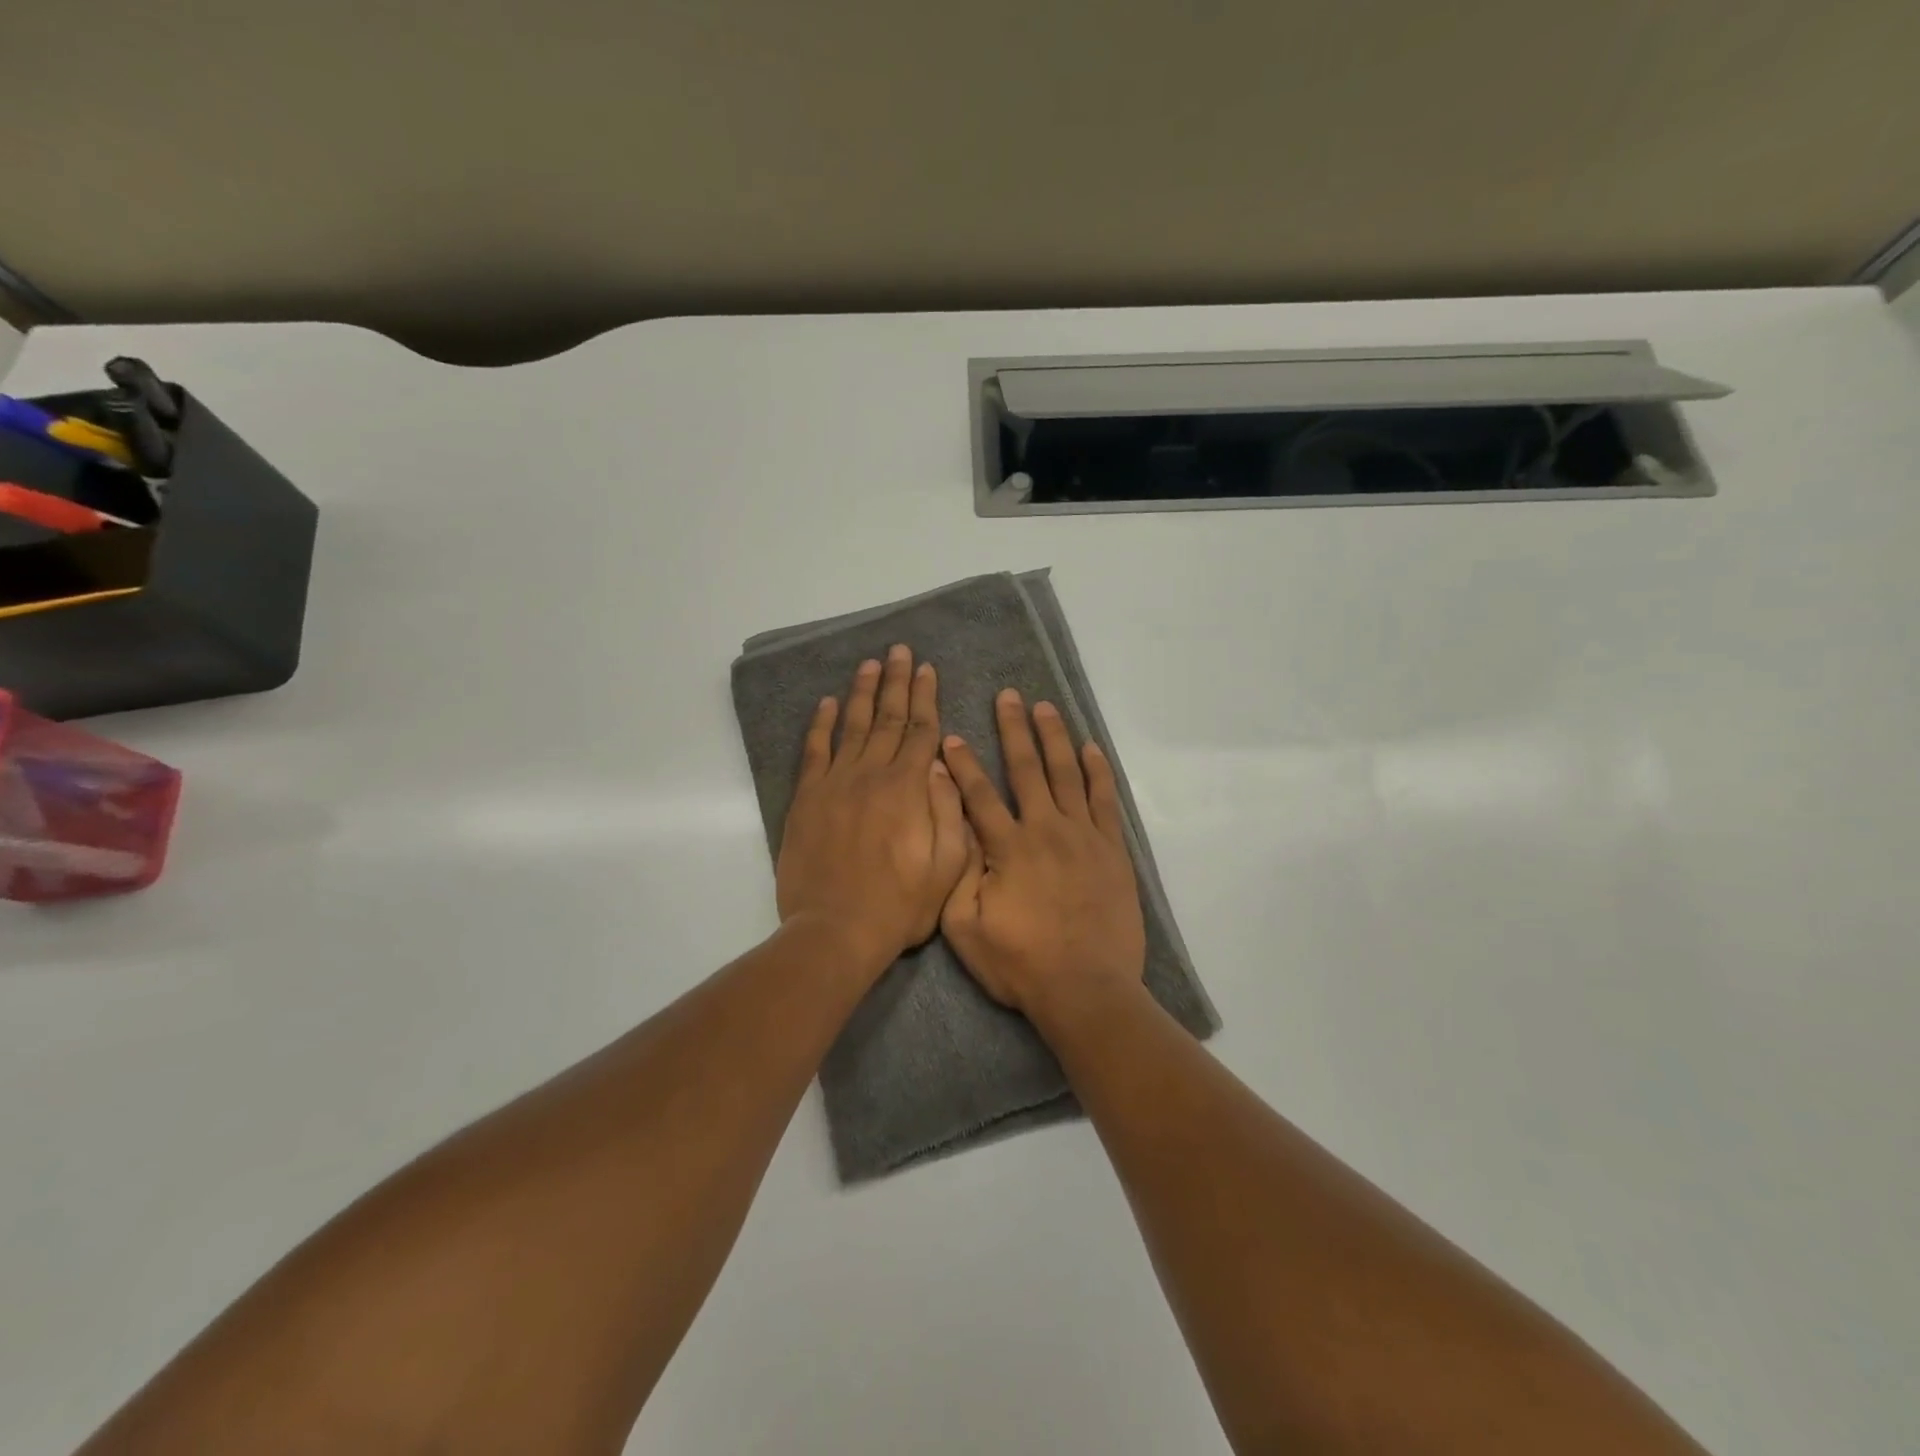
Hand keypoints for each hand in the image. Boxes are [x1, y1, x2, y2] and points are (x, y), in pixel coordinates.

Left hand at [776, 645, 968, 975]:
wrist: (835, 931)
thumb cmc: (899, 905)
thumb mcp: (948, 867)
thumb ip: (950, 811)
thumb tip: (944, 765)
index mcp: (909, 789)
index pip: (922, 731)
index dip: (927, 697)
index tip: (929, 669)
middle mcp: (872, 775)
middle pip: (889, 718)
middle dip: (898, 682)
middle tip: (900, 650)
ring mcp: (835, 784)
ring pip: (853, 726)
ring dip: (863, 692)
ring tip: (871, 664)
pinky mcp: (807, 799)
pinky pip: (815, 751)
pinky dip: (821, 725)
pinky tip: (827, 704)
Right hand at [938, 689, 1146, 1018]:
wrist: (1086, 990)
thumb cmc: (1020, 963)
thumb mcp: (965, 927)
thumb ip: (957, 873)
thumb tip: (954, 827)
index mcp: (1007, 848)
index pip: (979, 794)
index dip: (963, 764)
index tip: (952, 736)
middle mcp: (1045, 829)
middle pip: (1026, 769)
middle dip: (1014, 730)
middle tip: (1009, 696)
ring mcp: (1083, 837)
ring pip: (1067, 774)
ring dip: (1054, 738)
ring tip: (1046, 708)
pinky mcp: (1112, 851)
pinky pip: (1104, 801)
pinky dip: (1097, 772)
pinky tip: (1091, 749)